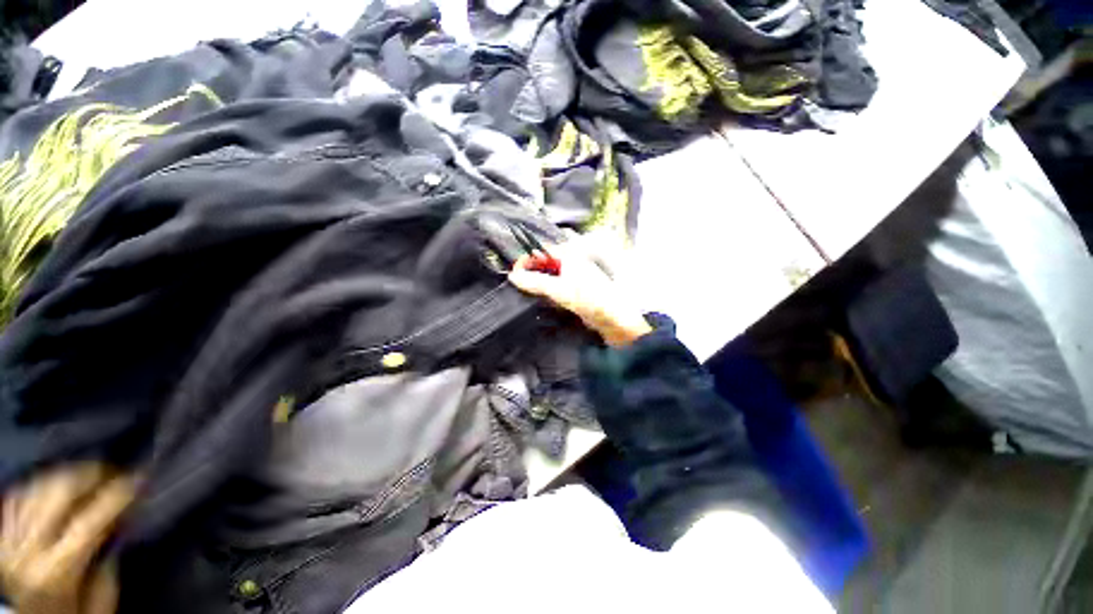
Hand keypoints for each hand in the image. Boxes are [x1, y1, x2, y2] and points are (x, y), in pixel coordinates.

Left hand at [1, 463, 135, 613]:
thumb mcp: (97, 606)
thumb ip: (107, 571)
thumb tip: (120, 529)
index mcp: (57, 571)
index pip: (91, 520)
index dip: (118, 495)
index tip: (140, 478)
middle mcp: (29, 549)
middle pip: (59, 494)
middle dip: (90, 474)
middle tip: (113, 470)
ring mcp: (9, 539)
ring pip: (37, 489)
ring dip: (66, 477)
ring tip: (87, 476)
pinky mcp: (0, 533)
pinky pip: (17, 497)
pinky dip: (38, 485)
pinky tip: (53, 487)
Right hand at [508, 239, 651, 346]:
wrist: (612, 318)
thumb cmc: (589, 298)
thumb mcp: (559, 289)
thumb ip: (535, 282)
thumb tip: (513, 276)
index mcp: (569, 254)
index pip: (541, 251)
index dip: (526, 260)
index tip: (514, 273)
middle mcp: (570, 262)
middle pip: (544, 264)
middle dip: (530, 272)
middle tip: (516, 284)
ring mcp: (572, 277)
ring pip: (548, 276)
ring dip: (536, 283)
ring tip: (524, 291)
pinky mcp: (573, 291)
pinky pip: (554, 288)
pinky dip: (545, 292)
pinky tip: (538, 299)